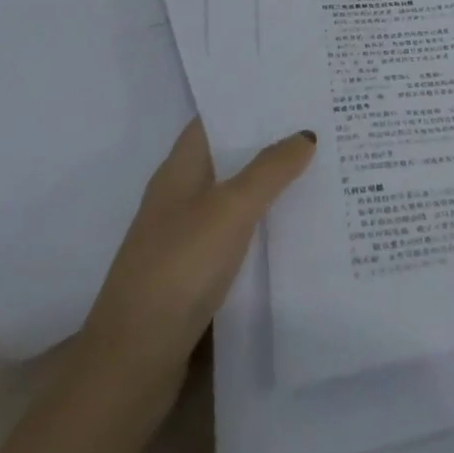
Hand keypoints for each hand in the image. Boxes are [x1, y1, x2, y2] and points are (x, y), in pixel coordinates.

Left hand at [75, 120, 315, 404]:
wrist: (131, 365)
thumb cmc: (177, 269)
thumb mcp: (230, 209)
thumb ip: (270, 169)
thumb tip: (305, 134)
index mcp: (179, 171)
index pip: (215, 119)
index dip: (249, 100)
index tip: (293, 87)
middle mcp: (180, 197)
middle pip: (229, 156)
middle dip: (270, 140)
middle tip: (322, 122)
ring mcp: (185, 237)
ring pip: (236, 196)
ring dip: (271, 183)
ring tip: (322, 166)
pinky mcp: (195, 274)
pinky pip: (237, 234)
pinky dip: (264, 224)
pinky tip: (298, 225)